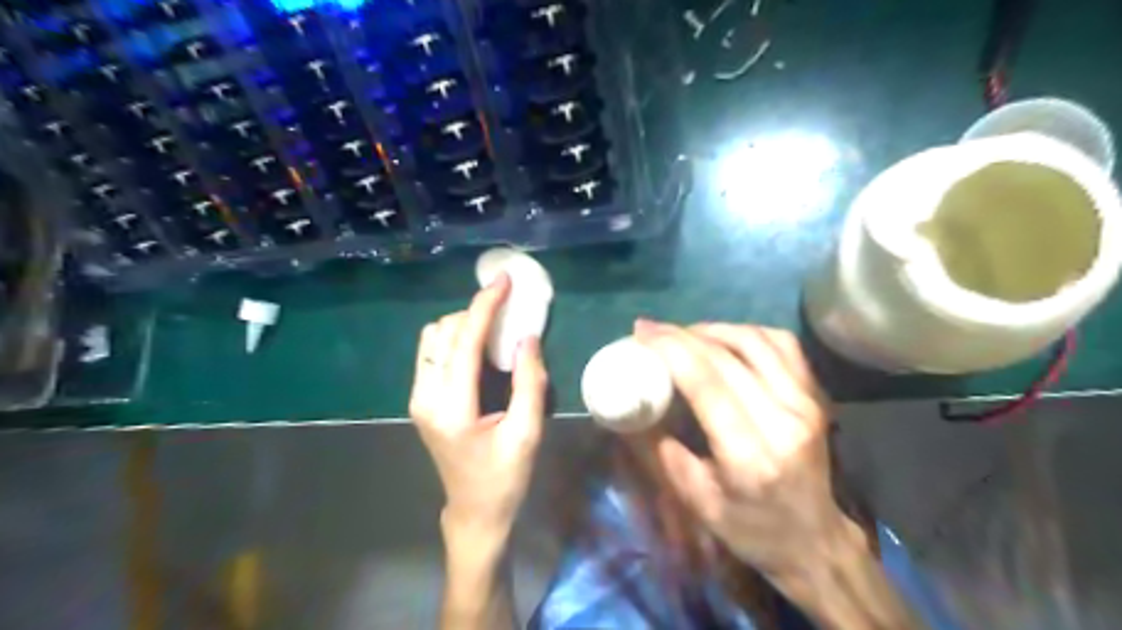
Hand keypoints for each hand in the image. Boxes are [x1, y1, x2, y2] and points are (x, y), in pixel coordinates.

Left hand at [411, 275, 550, 536]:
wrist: (474, 511)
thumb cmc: (505, 477)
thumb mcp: (527, 433)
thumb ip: (529, 382)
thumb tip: (526, 337)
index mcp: (451, 407)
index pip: (464, 340)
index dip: (485, 306)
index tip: (504, 281)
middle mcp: (425, 396)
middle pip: (442, 332)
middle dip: (474, 312)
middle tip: (507, 308)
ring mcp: (418, 398)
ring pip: (432, 339)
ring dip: (462, 324)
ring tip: (493, 327)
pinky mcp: (421, 400)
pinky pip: (432, 353)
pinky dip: (455, 338)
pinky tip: (478, 346)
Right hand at [631, 323, 860, 583]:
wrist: (815, 539)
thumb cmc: (751, 528)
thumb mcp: (696, 500)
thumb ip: (661, 451)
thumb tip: (632, 407)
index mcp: (750, 454)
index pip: (707, 382)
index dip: (671, 349)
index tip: (641, 333)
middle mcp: (784, 419)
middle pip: (727, 356)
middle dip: (681, 335)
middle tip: (651, 330)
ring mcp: (806, 402)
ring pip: (755, 341)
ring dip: (712, 329)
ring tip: (682, 334)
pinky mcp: (815, 394)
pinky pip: (781, 343)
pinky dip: (746, 332)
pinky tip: (723, 338)